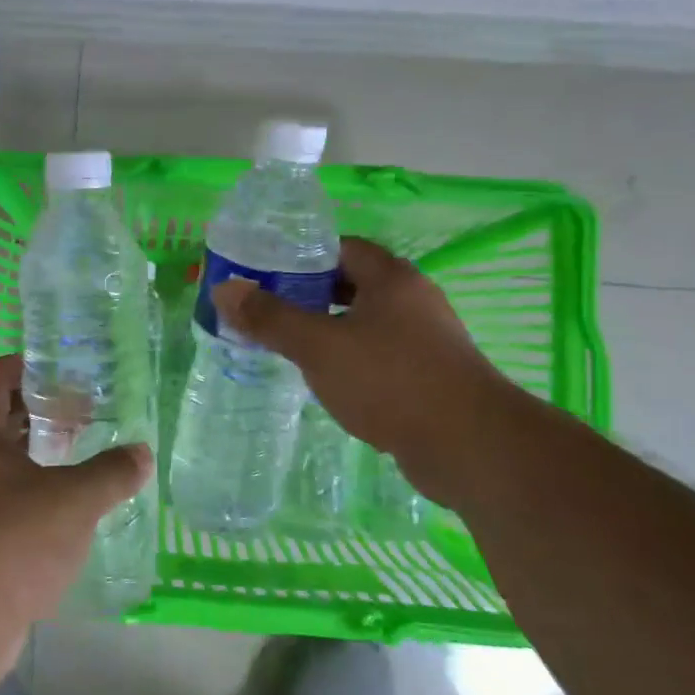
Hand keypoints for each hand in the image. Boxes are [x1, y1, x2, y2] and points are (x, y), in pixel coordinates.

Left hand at [0, 355, 151, 679]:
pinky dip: (36, 493)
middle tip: (85, 411)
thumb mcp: (72, 501)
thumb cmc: (9, 543)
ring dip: (40, 453)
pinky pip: (6, 500)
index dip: (26, 365)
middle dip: (41, 410)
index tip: (64, 370)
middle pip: (0, 418)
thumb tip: (142, 452)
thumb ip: (110, 473)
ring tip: (83, 454)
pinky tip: (70, 508)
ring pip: (4, 461)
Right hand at [212, 237, 522, 503]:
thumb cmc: (390, 380)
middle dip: (311, 295)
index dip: (302, 256)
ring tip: (292, 346)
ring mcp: (428, 339)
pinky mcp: (432, 375)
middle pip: (354, 284)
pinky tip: (331, 381)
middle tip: (270, 311)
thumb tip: (225, 289)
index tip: (266, 274)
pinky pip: (383, 354)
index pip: (341, 248)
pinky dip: (354, 359)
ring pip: (368, 322)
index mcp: (391, 278)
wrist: (470, 446)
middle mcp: (414, 299)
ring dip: (332, 329)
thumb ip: (270, 318)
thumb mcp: (319, 346)